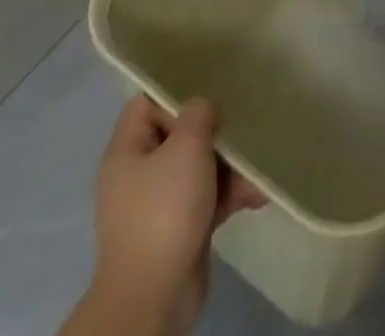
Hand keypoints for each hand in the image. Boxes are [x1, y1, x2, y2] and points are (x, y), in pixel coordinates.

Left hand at [63, 97, 265, 335]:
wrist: (155, 296)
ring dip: (231, 168)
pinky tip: (256, 195)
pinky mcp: (179, 230)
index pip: (147, 103)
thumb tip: (205, 109)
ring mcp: (158, 204)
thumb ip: (199, 113)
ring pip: (199, 168)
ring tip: (256, 171)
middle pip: (180, 135)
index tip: (211, 88)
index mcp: (127, 151)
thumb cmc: (164, 209)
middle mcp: (139, 174)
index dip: (176, 92)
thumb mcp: (186, 145)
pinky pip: (207, 199)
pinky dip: (230, 195)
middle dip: (215, 133)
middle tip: (241, 128)